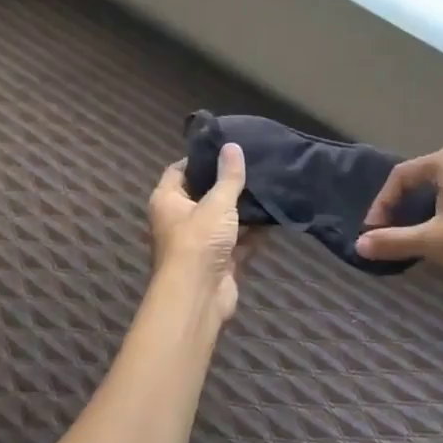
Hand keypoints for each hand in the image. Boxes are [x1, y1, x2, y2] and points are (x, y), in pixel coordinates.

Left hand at [146, 144, 250, 325]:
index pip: (179, 170)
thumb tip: (232, 145)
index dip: (200, 159)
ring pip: (224, 219)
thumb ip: (228, 176)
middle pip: (204, 194)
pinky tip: (274, 216)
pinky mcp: (219, 261)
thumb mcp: (217, 203)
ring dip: (243, 209)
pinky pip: (238, 241)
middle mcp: (180, 219)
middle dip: (227, 183)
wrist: (198, 297)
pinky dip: (254, 233)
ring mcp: (200, 242)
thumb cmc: (198, 242)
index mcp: (167, 200)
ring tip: (268, 185)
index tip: (225, 149)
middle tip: (253, 164)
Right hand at [356, 145, 442, 305]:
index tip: (373, 231)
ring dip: (416, 213)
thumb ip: (393, 241)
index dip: (382, 203)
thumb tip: (358, 245)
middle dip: (398, 204)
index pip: (401, 176)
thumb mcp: (431, 241)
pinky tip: (433, 241)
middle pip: (417, 180)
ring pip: (435, 194)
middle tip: (387, 228)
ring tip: (405, 236)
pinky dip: (435, 219)